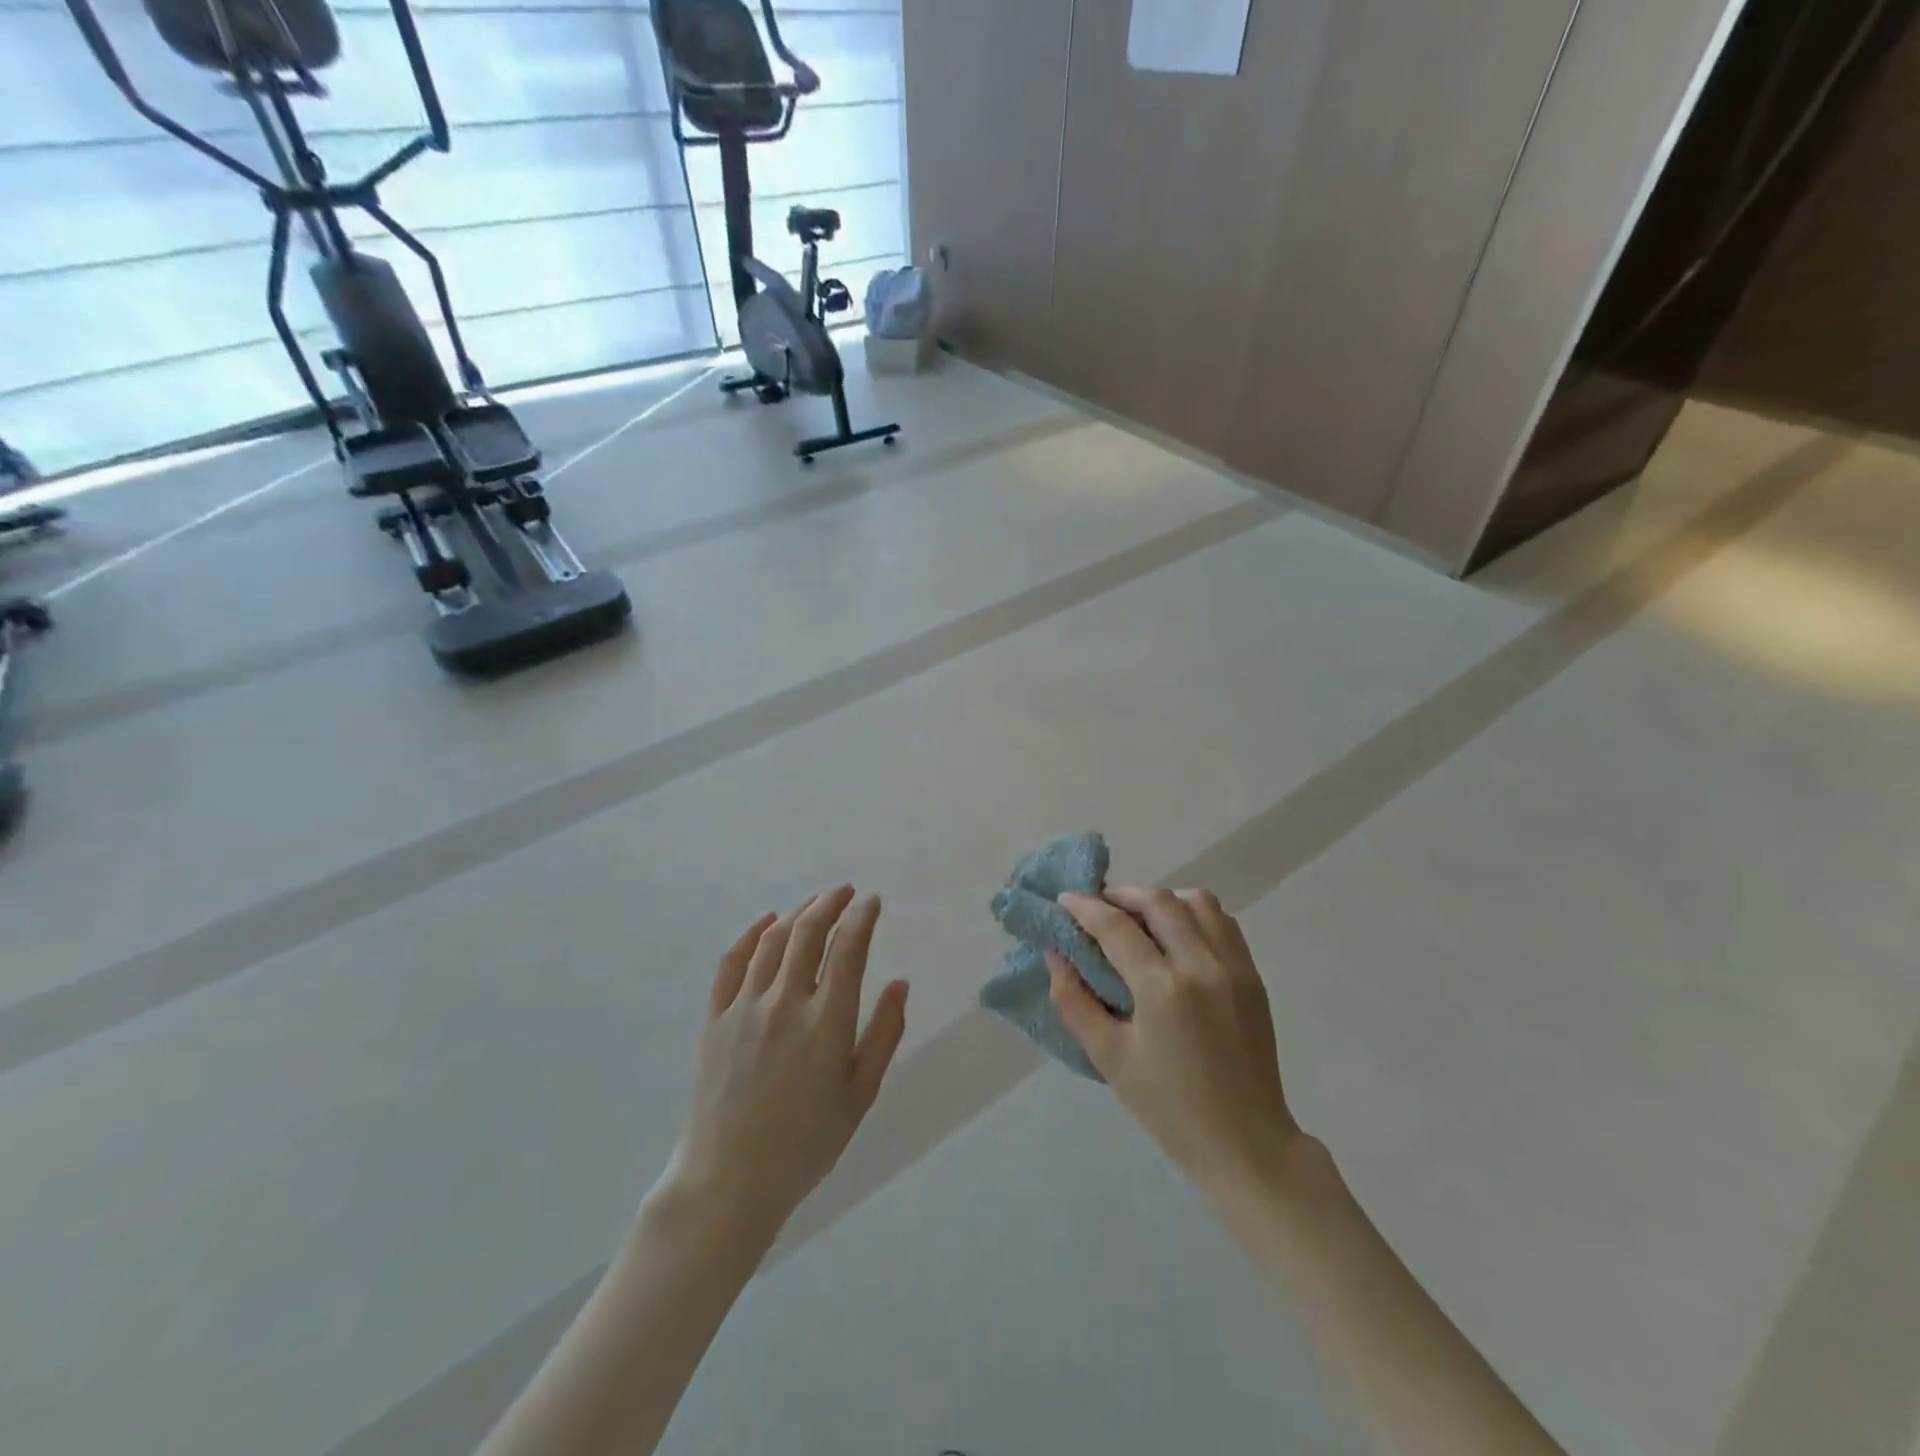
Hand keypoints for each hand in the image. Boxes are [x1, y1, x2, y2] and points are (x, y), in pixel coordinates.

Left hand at [665, 887, 909, 1243]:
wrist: (728, 1182)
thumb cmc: (805, 1145)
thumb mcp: (860, 1096)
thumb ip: (884, 1035)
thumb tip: (900, 984)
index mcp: (827, 1023)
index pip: (849, 949)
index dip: (862, 918)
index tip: (871, 902)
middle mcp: (786, 1003)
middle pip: (809, 933)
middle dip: (830, 904)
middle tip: (844, 892)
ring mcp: (745, 1008)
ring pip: (773, 941)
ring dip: (797, 914)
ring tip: (813, 903)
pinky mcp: (715, 1019)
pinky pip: (732, 963)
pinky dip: (751, 934)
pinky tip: (765, 923)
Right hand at [1049, 887, 1302, 1202]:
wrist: (1245, 1144)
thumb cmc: (1168, 1108)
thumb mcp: (1108, 1058)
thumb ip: (1074, 1001)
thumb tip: (1055, 955)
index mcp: (1163, 989)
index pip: (1117, 927)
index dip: (1086, 908)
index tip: (1065, 899)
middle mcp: (1202, 965)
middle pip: (1158, 902)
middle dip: (1122, 895)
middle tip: (1098, 907)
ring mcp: (1234, 968)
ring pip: (1197, 903)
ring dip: (1162, 900)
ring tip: (1140, 918)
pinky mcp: (1253, 977)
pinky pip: (1223, 923)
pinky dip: (1195, 915)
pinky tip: (1177, 935)